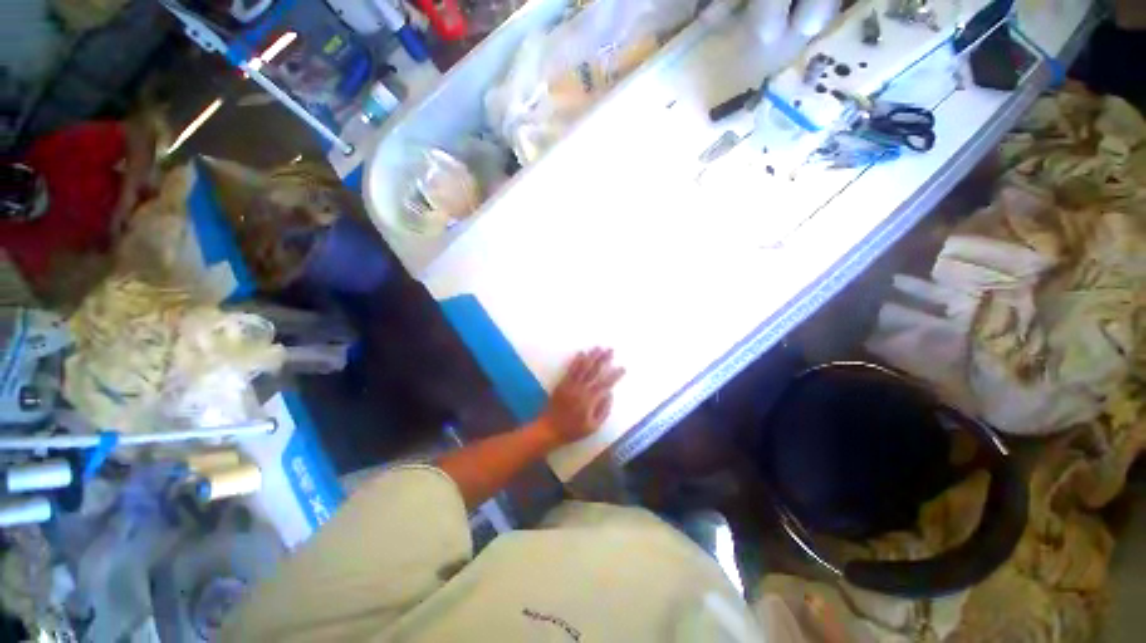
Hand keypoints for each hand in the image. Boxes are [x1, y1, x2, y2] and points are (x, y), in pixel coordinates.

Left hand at [536, 348, 624, 446]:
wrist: (549, 429)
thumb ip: (603, 410)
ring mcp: (570, 385)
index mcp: (589, 400)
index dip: (614, 375)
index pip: (605, 384)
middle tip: (611, 350)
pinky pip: (570, 370)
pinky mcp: (562, 383)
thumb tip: (610, 394)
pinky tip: (581, 353)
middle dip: (603, 359)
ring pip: (583, 367)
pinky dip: (576, 361)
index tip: (622, 367)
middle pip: (594, 371)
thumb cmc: (573, 430)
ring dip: (591, 356)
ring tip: (598, 347)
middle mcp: (580, 389)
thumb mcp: (593, 426)